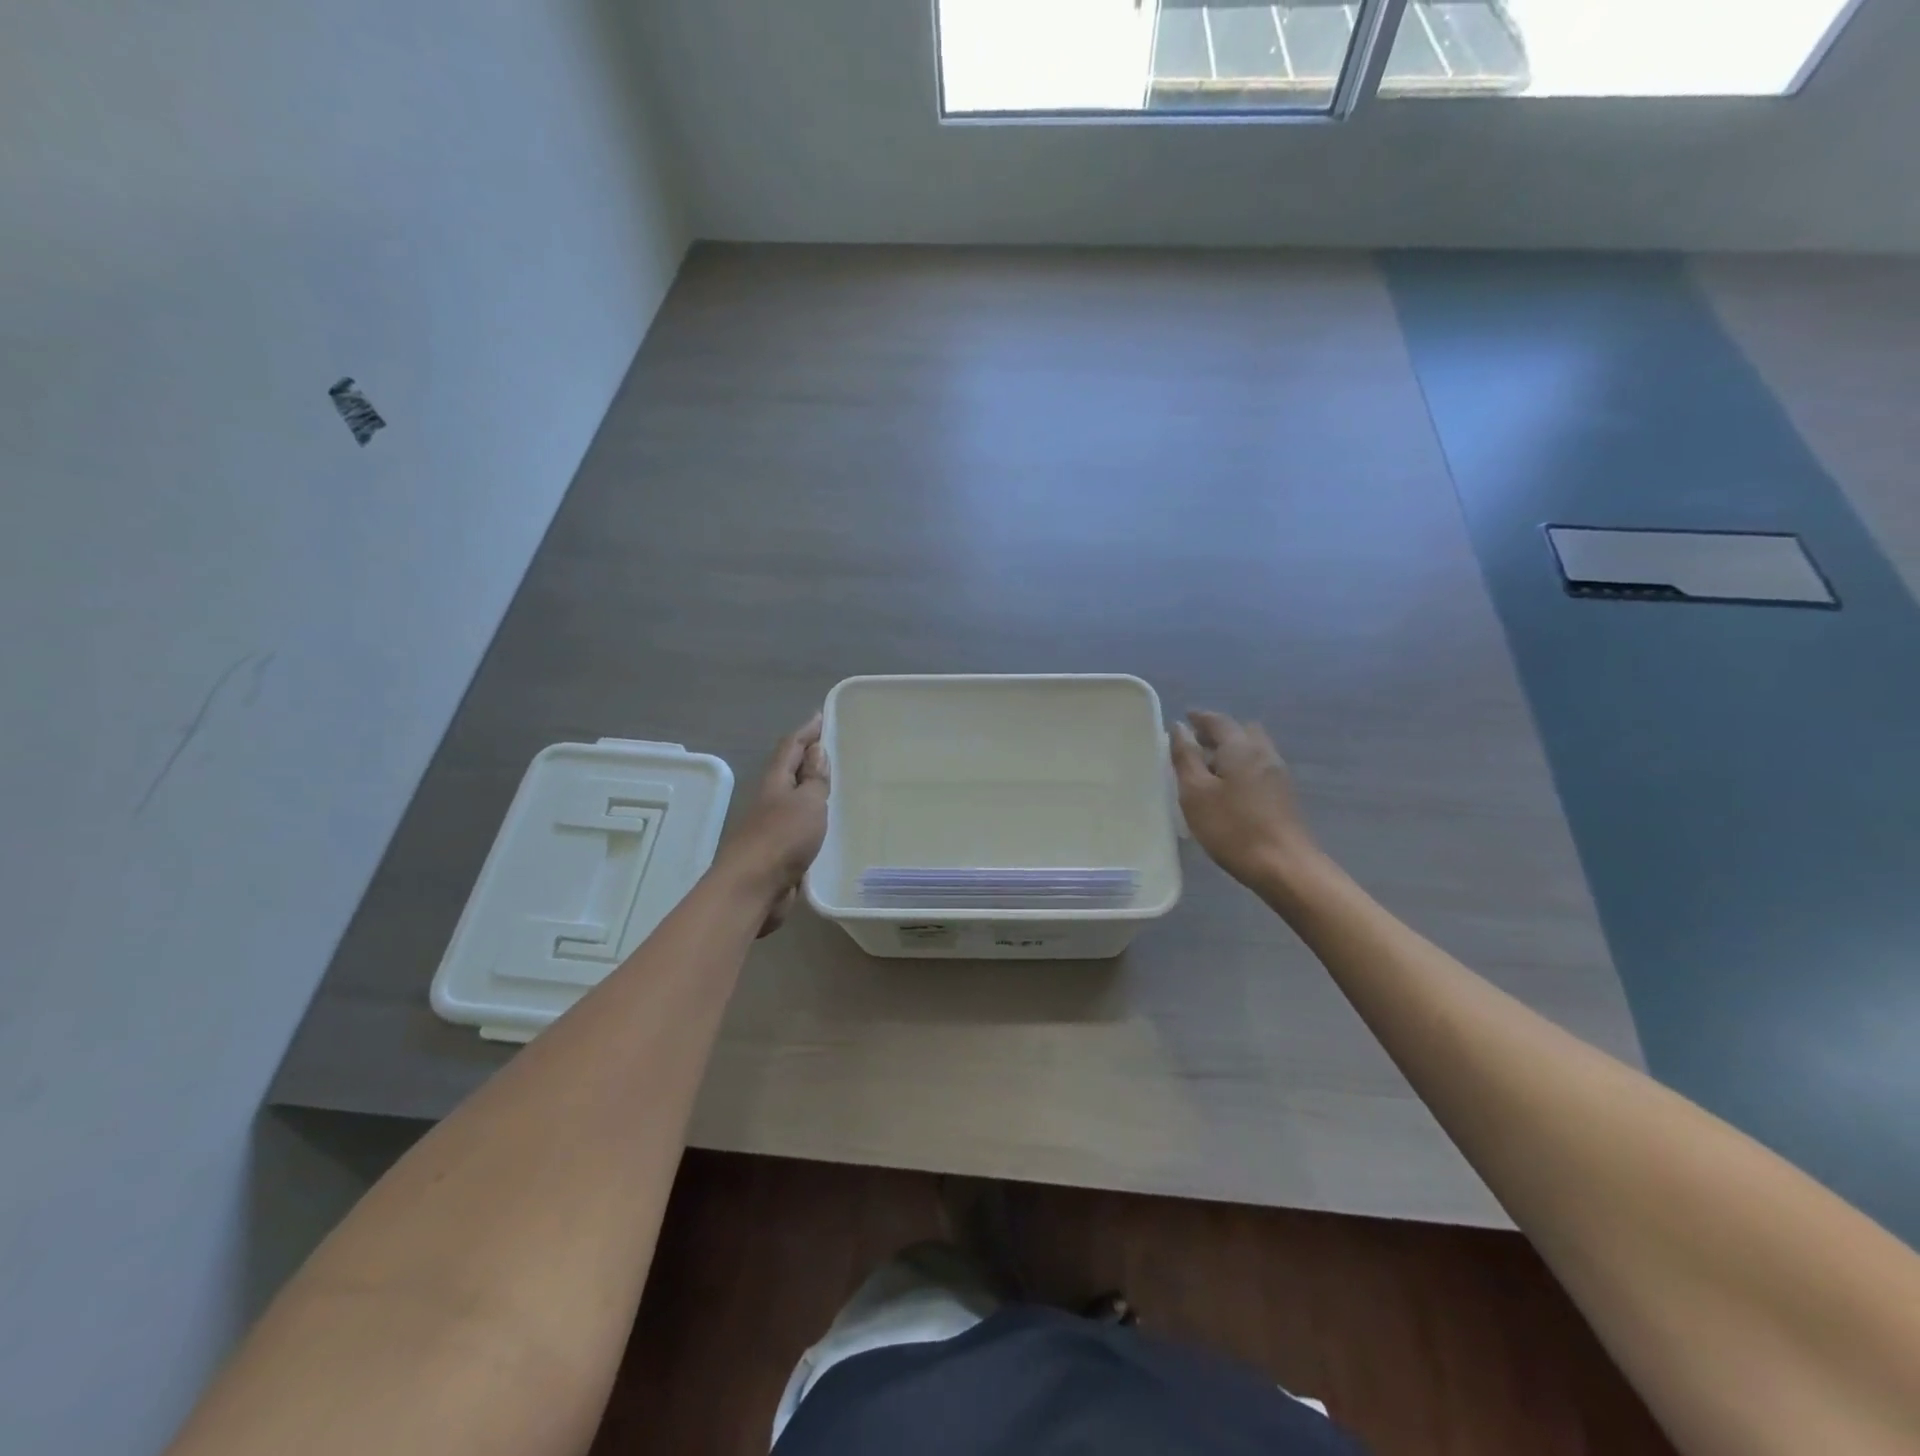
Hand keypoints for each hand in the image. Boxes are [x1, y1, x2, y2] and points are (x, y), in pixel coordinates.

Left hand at [716, 714, 829, 934]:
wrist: (752, 888)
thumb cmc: (782, 838)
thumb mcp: (807, 802)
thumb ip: (813, 778)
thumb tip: (816, 751)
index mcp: (775, 781)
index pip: (790, 746)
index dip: (806, 731)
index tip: (821, 717)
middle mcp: (770, 799)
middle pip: (790, 771)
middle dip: (809, 759)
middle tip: (835, 750)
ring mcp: (772, 826)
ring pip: (795, 800)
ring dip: (811, 790)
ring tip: (837, 785)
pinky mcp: (778, 851)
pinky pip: (799, 826)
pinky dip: (813, 818)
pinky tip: (828, 824)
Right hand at [1170, 710, 1319, 892]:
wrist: (1284, 866)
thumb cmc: (1232, 828)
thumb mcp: (1196, 793)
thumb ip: (1185, 758)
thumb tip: (1179, 728)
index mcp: (1241, 748)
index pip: (1218, 721)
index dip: (1199, 718)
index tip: (1184, 718)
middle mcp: (1263, 753)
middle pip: (1241, 731)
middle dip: (1218, 732)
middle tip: (1195, 744)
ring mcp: (1278, 774)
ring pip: (1252, 749)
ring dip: (1230, 750)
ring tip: (1207, 768)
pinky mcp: (1283, 794)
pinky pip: (1258, 767)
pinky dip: (1240, 766)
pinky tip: (1227, 788)